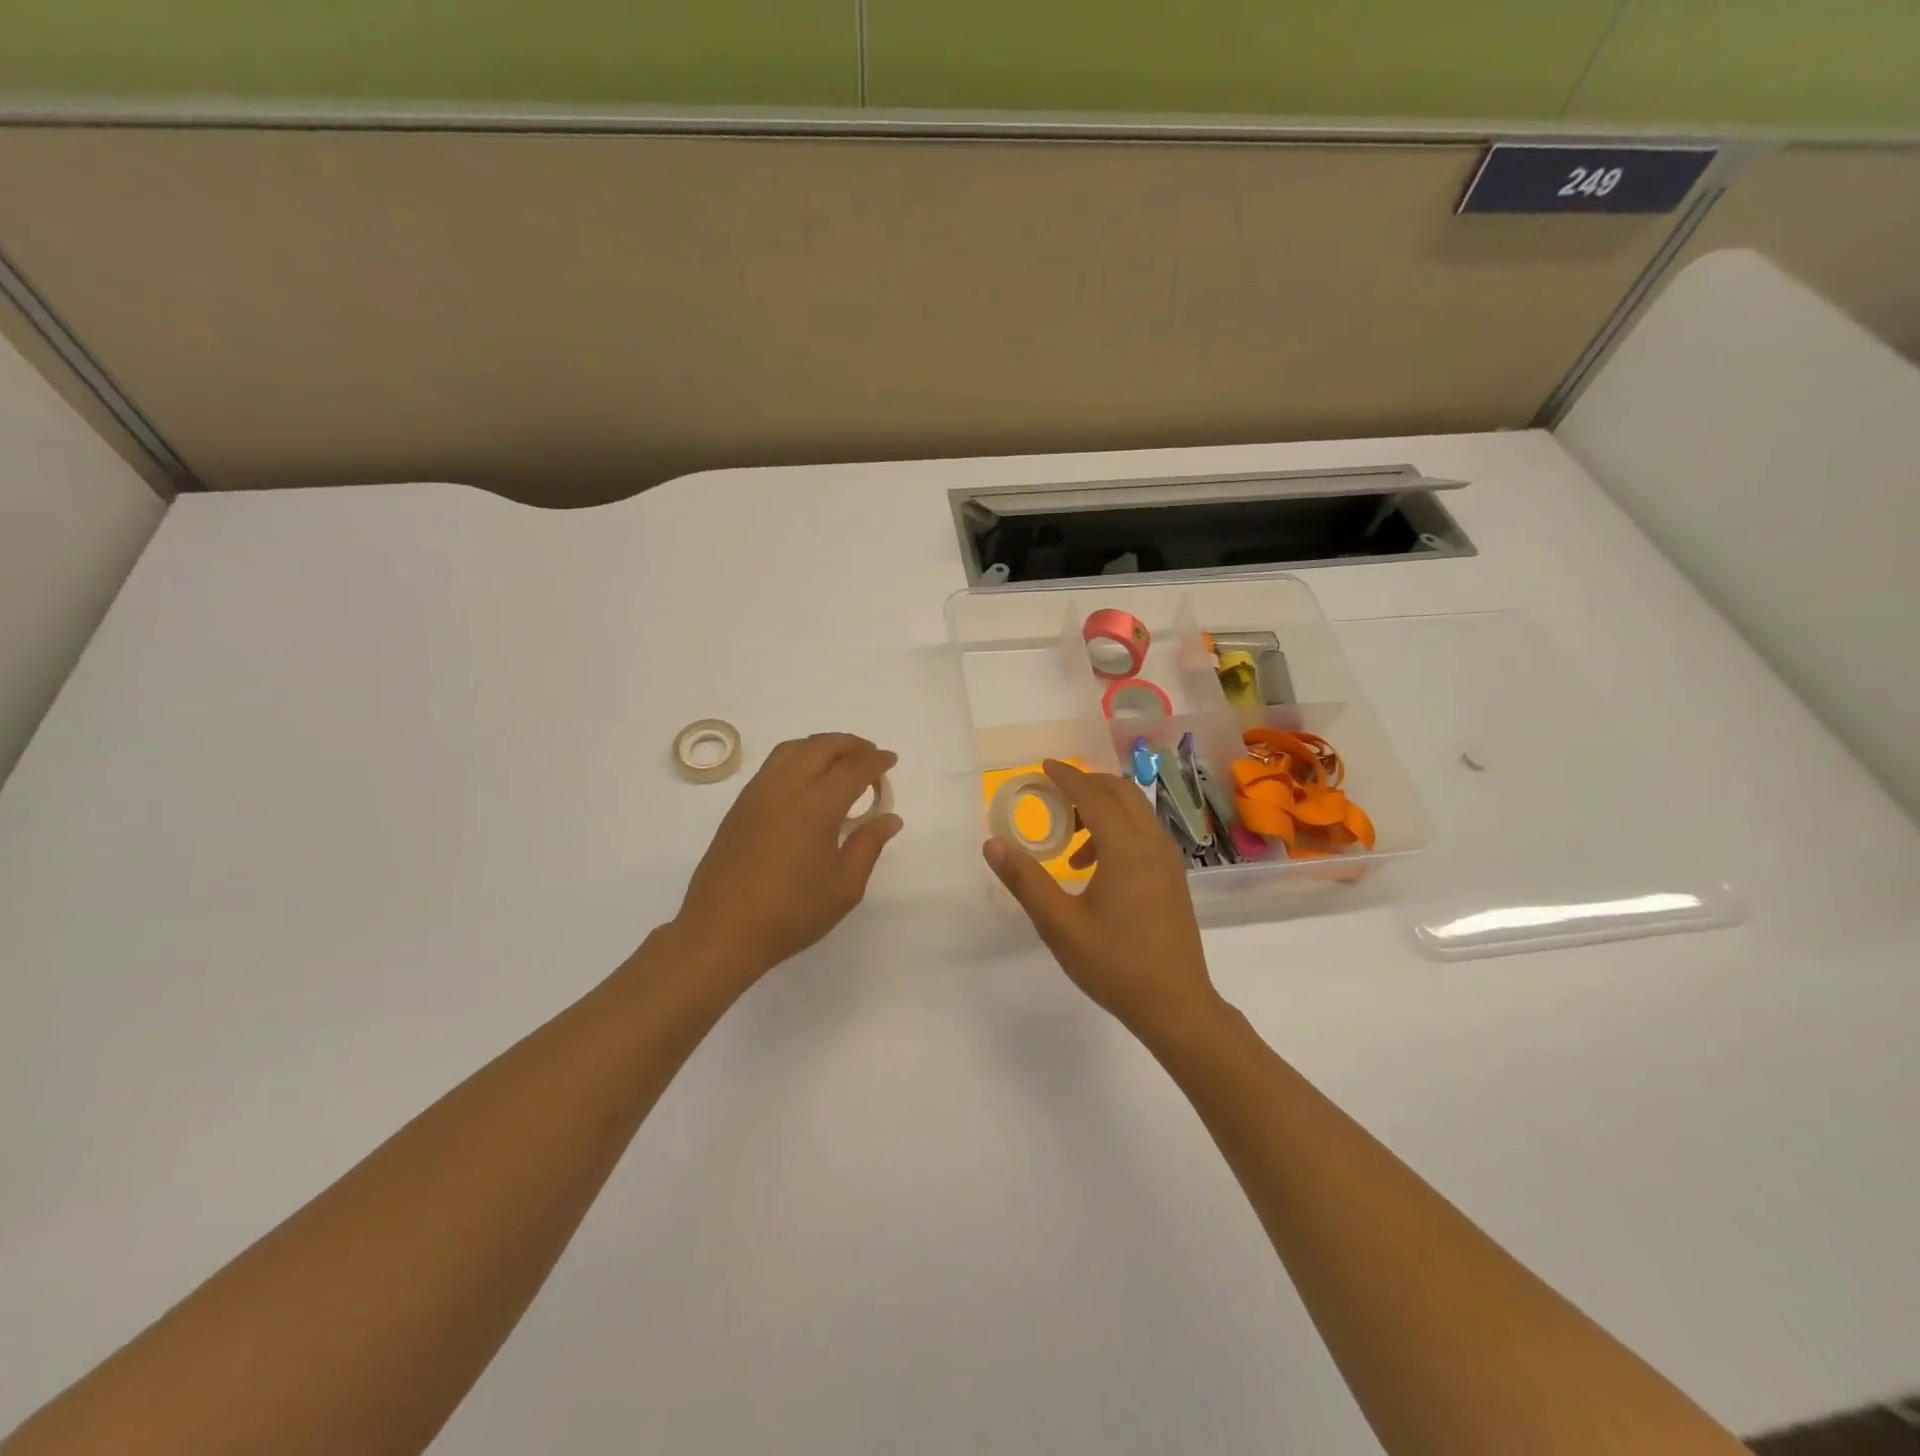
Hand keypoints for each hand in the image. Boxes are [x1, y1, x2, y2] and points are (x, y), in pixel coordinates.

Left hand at [674, 733, 902, 983]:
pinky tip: (808, 781)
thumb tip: (889, 818)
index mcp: (815, 808)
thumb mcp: (843, 888)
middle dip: (850, 744)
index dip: (875, 761)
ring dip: (821, 746)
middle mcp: (784, 789)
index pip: (853, 769)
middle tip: (870, 756)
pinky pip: (773, 764)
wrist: (721, 932)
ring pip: (793, 749)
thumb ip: (868, 846)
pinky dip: (798, 758)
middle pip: (821, 746)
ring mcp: (757, 794)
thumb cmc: (790, 914)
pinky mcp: (739, 806)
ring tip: (841, 761)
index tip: (890, 760)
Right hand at [983, 759, 1221, 1037]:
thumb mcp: (1059, 924)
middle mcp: (1153, 843)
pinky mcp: (1173, 876)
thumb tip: (993, 844)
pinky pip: (1144, 832)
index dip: (1066, 777)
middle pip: (1120, 792)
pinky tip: (1094, 868)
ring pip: (1136, 811)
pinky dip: (1118, 829)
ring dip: (1102, 809)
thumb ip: (1025, 880)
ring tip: (1069, 843)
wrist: (1176, 1005)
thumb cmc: (1114, 964)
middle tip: (1053, 794)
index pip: (1093, 795)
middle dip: (1086, 784)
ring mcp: (1169, 859)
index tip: (1043, 767)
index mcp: (1126, 848)